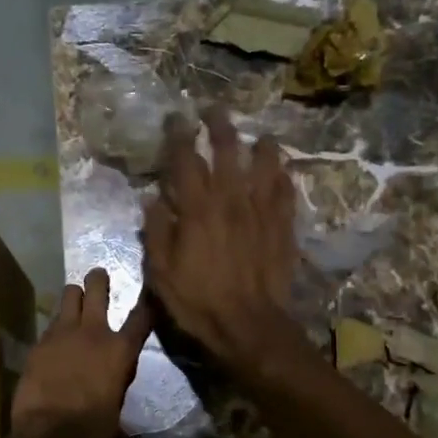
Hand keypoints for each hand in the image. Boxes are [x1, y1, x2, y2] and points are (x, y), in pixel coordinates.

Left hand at [10, 267, 152, 437]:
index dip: (148, 302)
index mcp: (120, 350)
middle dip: (99, 280)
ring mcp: (63, 333)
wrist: (49, 433)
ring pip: (69, 295)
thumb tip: (118, 395)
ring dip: (74, 296)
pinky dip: (56, 326)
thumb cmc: (92, 428)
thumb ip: (117, 383)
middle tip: (99, 276)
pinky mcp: (40, 342)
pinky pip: (51, 323)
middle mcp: (93, 332)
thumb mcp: (115, 405)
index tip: (150, 291)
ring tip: (74, 300)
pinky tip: (55, 338)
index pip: (142, 316)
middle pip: (97, 288)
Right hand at [143, 107, 299, 369]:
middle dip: (220, 127)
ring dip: (260, 146)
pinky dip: (282, 177)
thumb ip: (157, 231)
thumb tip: (152, 198)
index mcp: (197, 209)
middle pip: (228, 151)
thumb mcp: (161, 273)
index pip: (187, 160)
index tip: (177, 118)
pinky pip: (285, 193)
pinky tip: (281, 171)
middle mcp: (231, 200)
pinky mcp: (283, 228)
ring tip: (258, 135)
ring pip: (264, 166)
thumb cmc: (198, 302)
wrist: (248, 326)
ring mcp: (261, 212)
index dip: (180, 135)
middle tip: (215, 110)